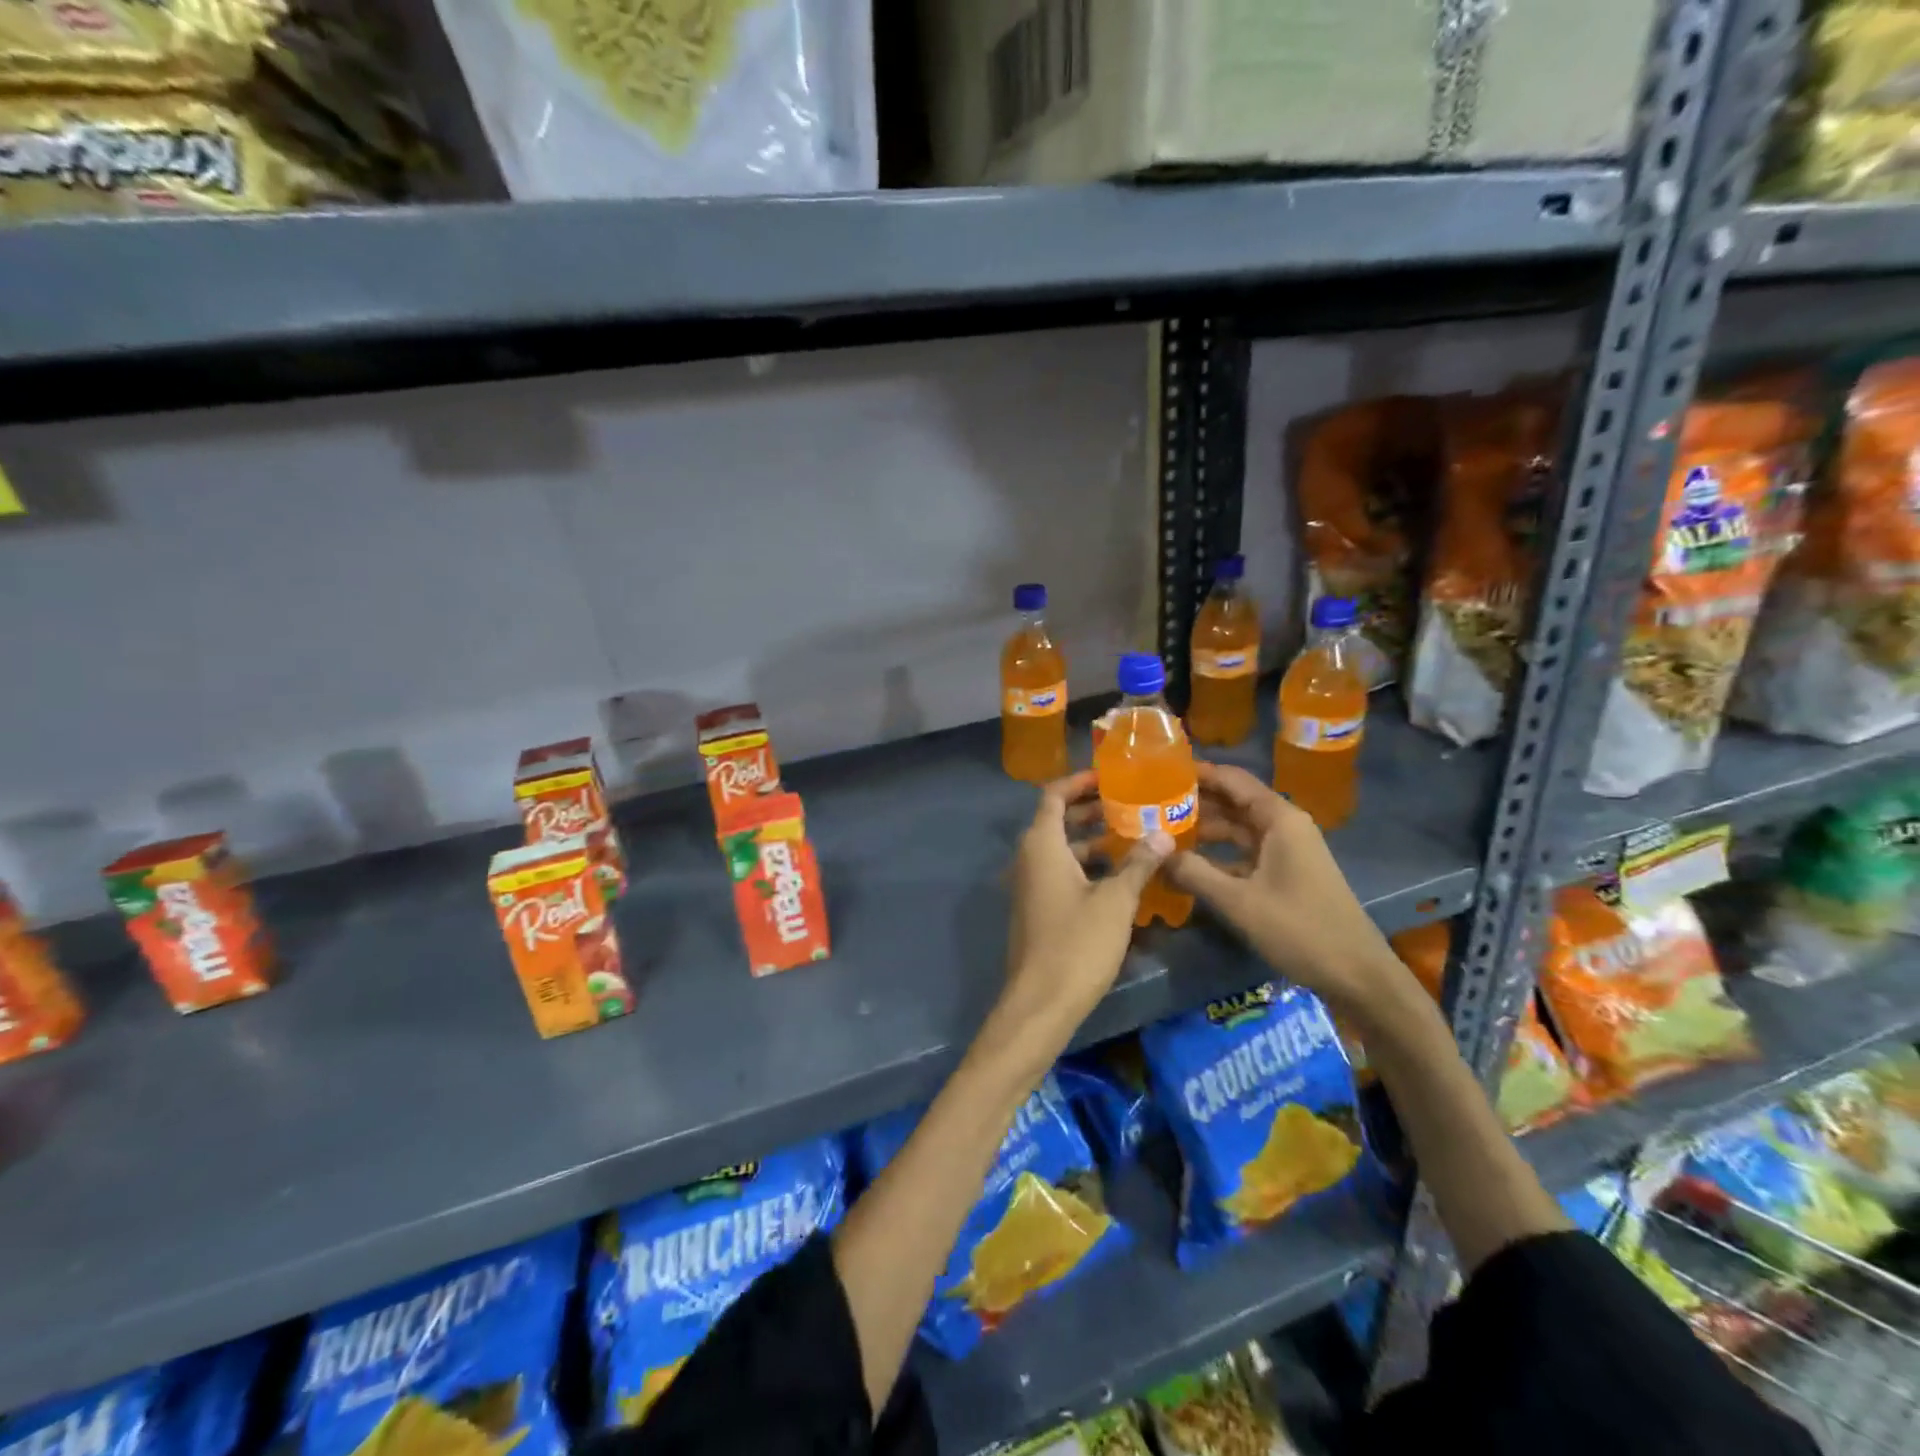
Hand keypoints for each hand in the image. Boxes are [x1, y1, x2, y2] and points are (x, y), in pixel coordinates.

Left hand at [1000, 770, 1172, 1035]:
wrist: (1041, 1002)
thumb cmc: (1077, 943)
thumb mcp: (1116, 901)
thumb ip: (1138, 864)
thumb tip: (1163, 833)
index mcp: (1042, 845)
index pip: (1054, 796)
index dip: (1080, 781)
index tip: (1110, 776)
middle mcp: (1029, 858)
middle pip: (1058, 820)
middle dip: (1092, 810)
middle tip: (1132, 804)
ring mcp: (1030, 885)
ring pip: (1062, 850)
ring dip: (1093, 840)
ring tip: (1134, 836)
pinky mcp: (1037, 909)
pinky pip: (1061, 873)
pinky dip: (1087, 866)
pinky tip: (1120, 876)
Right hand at [1164, 762, 1405, 1011]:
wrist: (1356, 974)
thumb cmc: (1299, 929)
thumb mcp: (1239, 901)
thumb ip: (1194, 872)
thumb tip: (1154, 853)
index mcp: (1279, 819)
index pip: (1232, 780)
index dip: (1198, 773)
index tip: (1158, 771)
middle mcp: (1284, 826)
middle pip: (1233, 802)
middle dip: (1194, 801)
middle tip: (1149, 803)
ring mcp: (1286, 851)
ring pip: (1237, 829)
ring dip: (1203, 830)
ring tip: (1160, 831)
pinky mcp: (1285, 874)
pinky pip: (1244, 853)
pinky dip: (1217, 855)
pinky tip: (1187, 864)